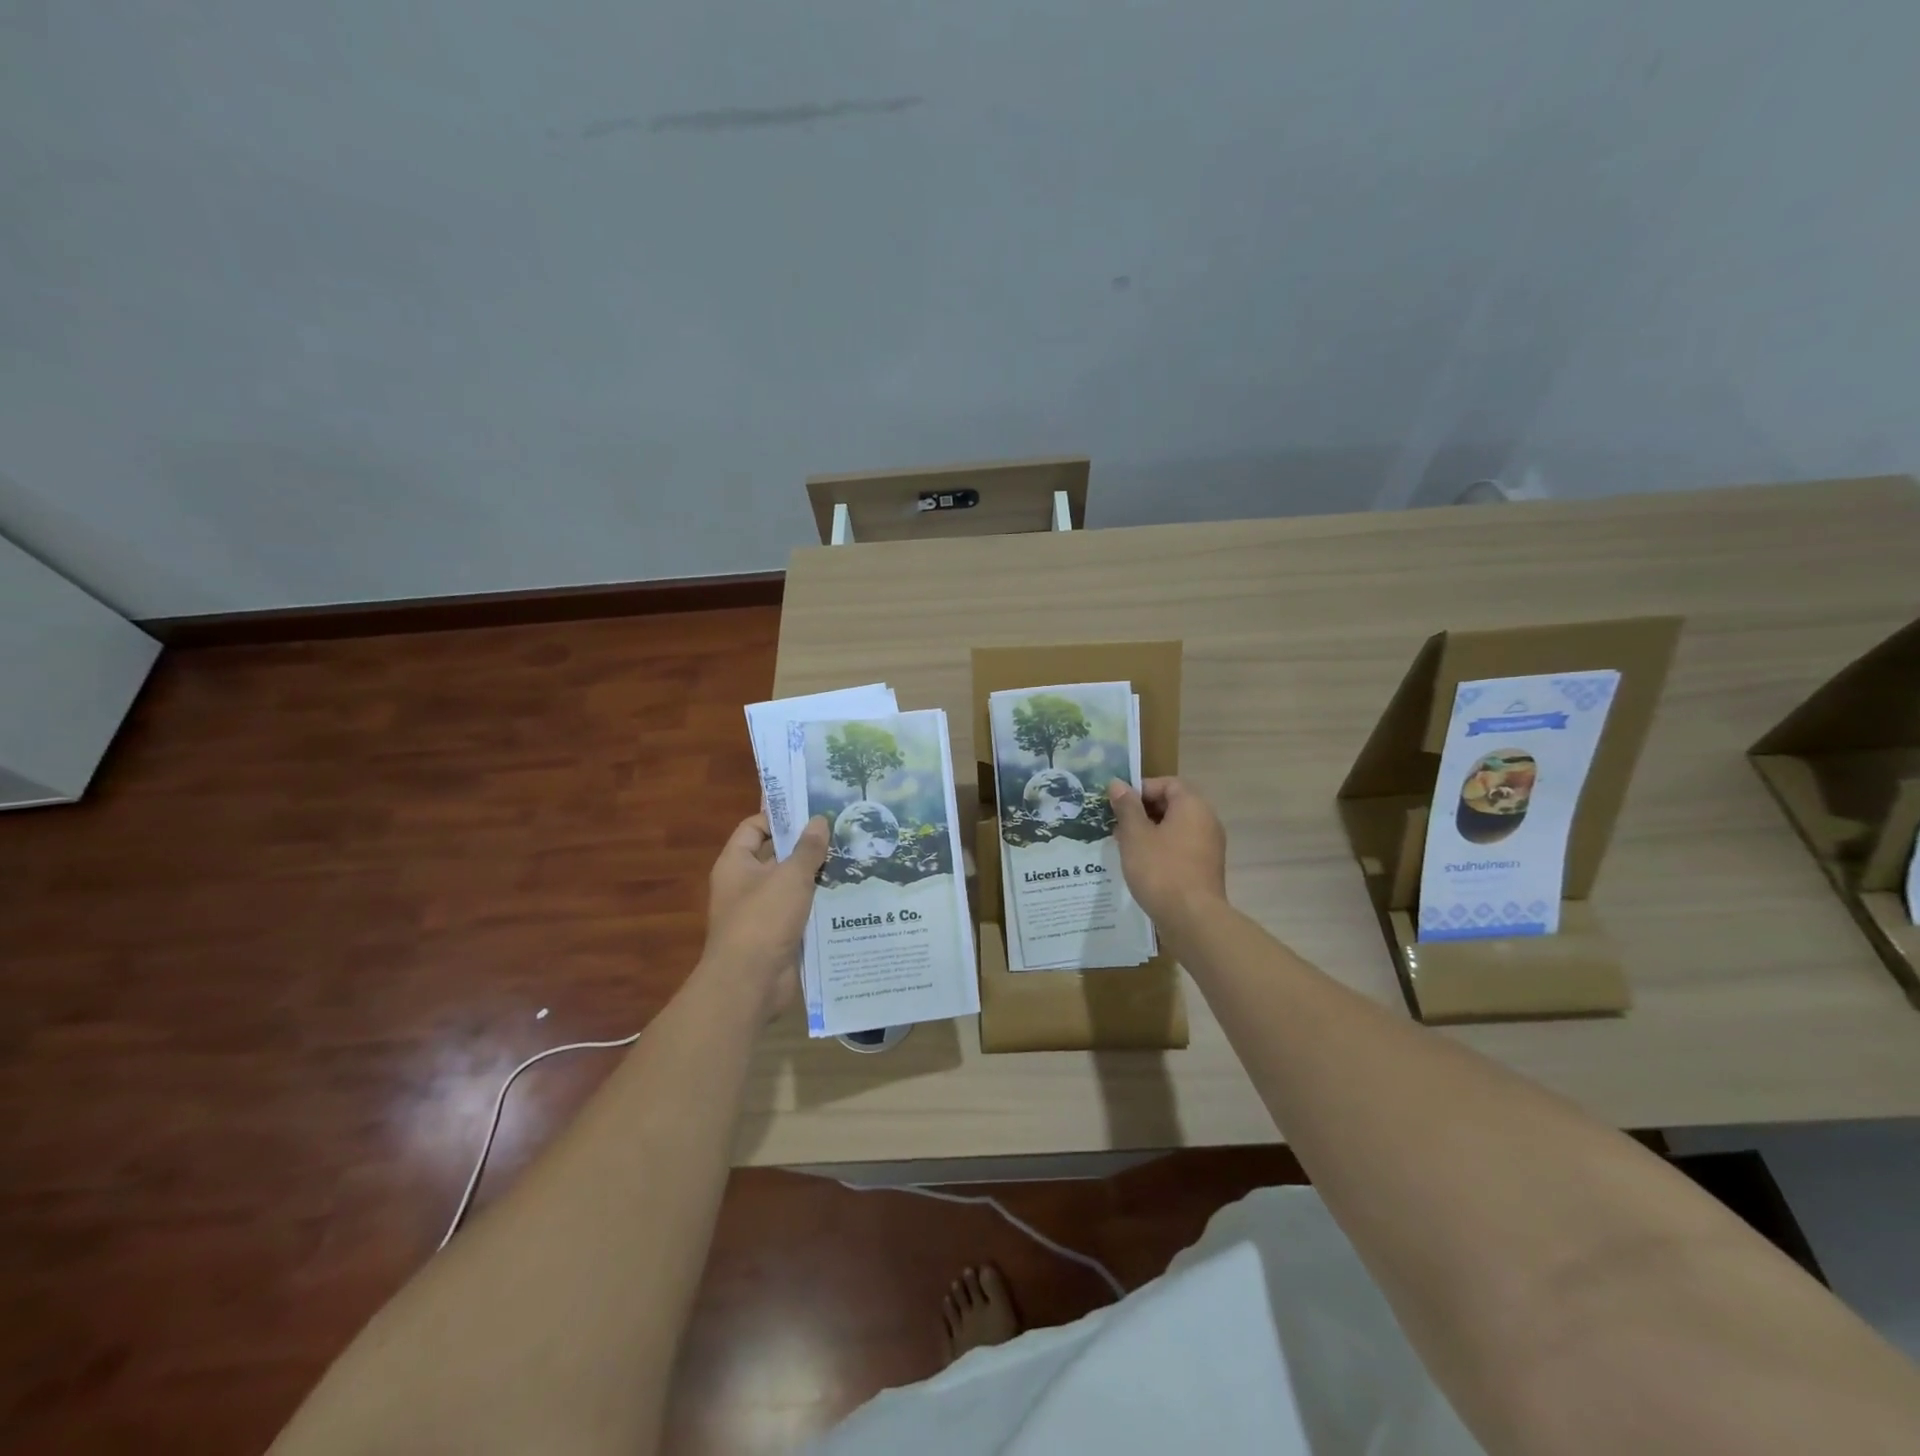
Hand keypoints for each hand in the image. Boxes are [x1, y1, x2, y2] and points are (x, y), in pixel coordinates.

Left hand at [700, 812, 829, 1018]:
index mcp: (736, 863)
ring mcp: (761, 910)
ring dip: (817, 874)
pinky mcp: (778, 933)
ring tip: (853, 856)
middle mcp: (745, 884)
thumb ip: (807, 848)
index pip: (754, 827)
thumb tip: (819, 820)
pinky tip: (848, 893)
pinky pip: (800, 909)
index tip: (813, 808)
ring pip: (791, 883)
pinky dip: (819, 902)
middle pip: (776, 854)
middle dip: (806, 844)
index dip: (780, 815)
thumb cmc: (763, 919)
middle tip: (842, 830)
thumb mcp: (790, 876)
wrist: (750, 983)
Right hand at [1108, 777, 1227, 934]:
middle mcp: (1206, 821)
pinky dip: (1161, 849)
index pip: (1167, 783)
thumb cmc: (1161, 870)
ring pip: (1174, 827)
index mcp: (1192, 806)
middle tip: (1117, 826)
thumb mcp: (1135, 835)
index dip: (1141, 789)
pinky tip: (1141, 865)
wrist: (1192, 919)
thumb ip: (1126, 807)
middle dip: (1142, 812)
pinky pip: (1180, 847)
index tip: (1119, 805)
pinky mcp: (1205, 868)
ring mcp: (1208, 846)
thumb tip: (1117, 783)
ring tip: (1124, 846)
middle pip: (1172, 804)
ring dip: (1149, 832)